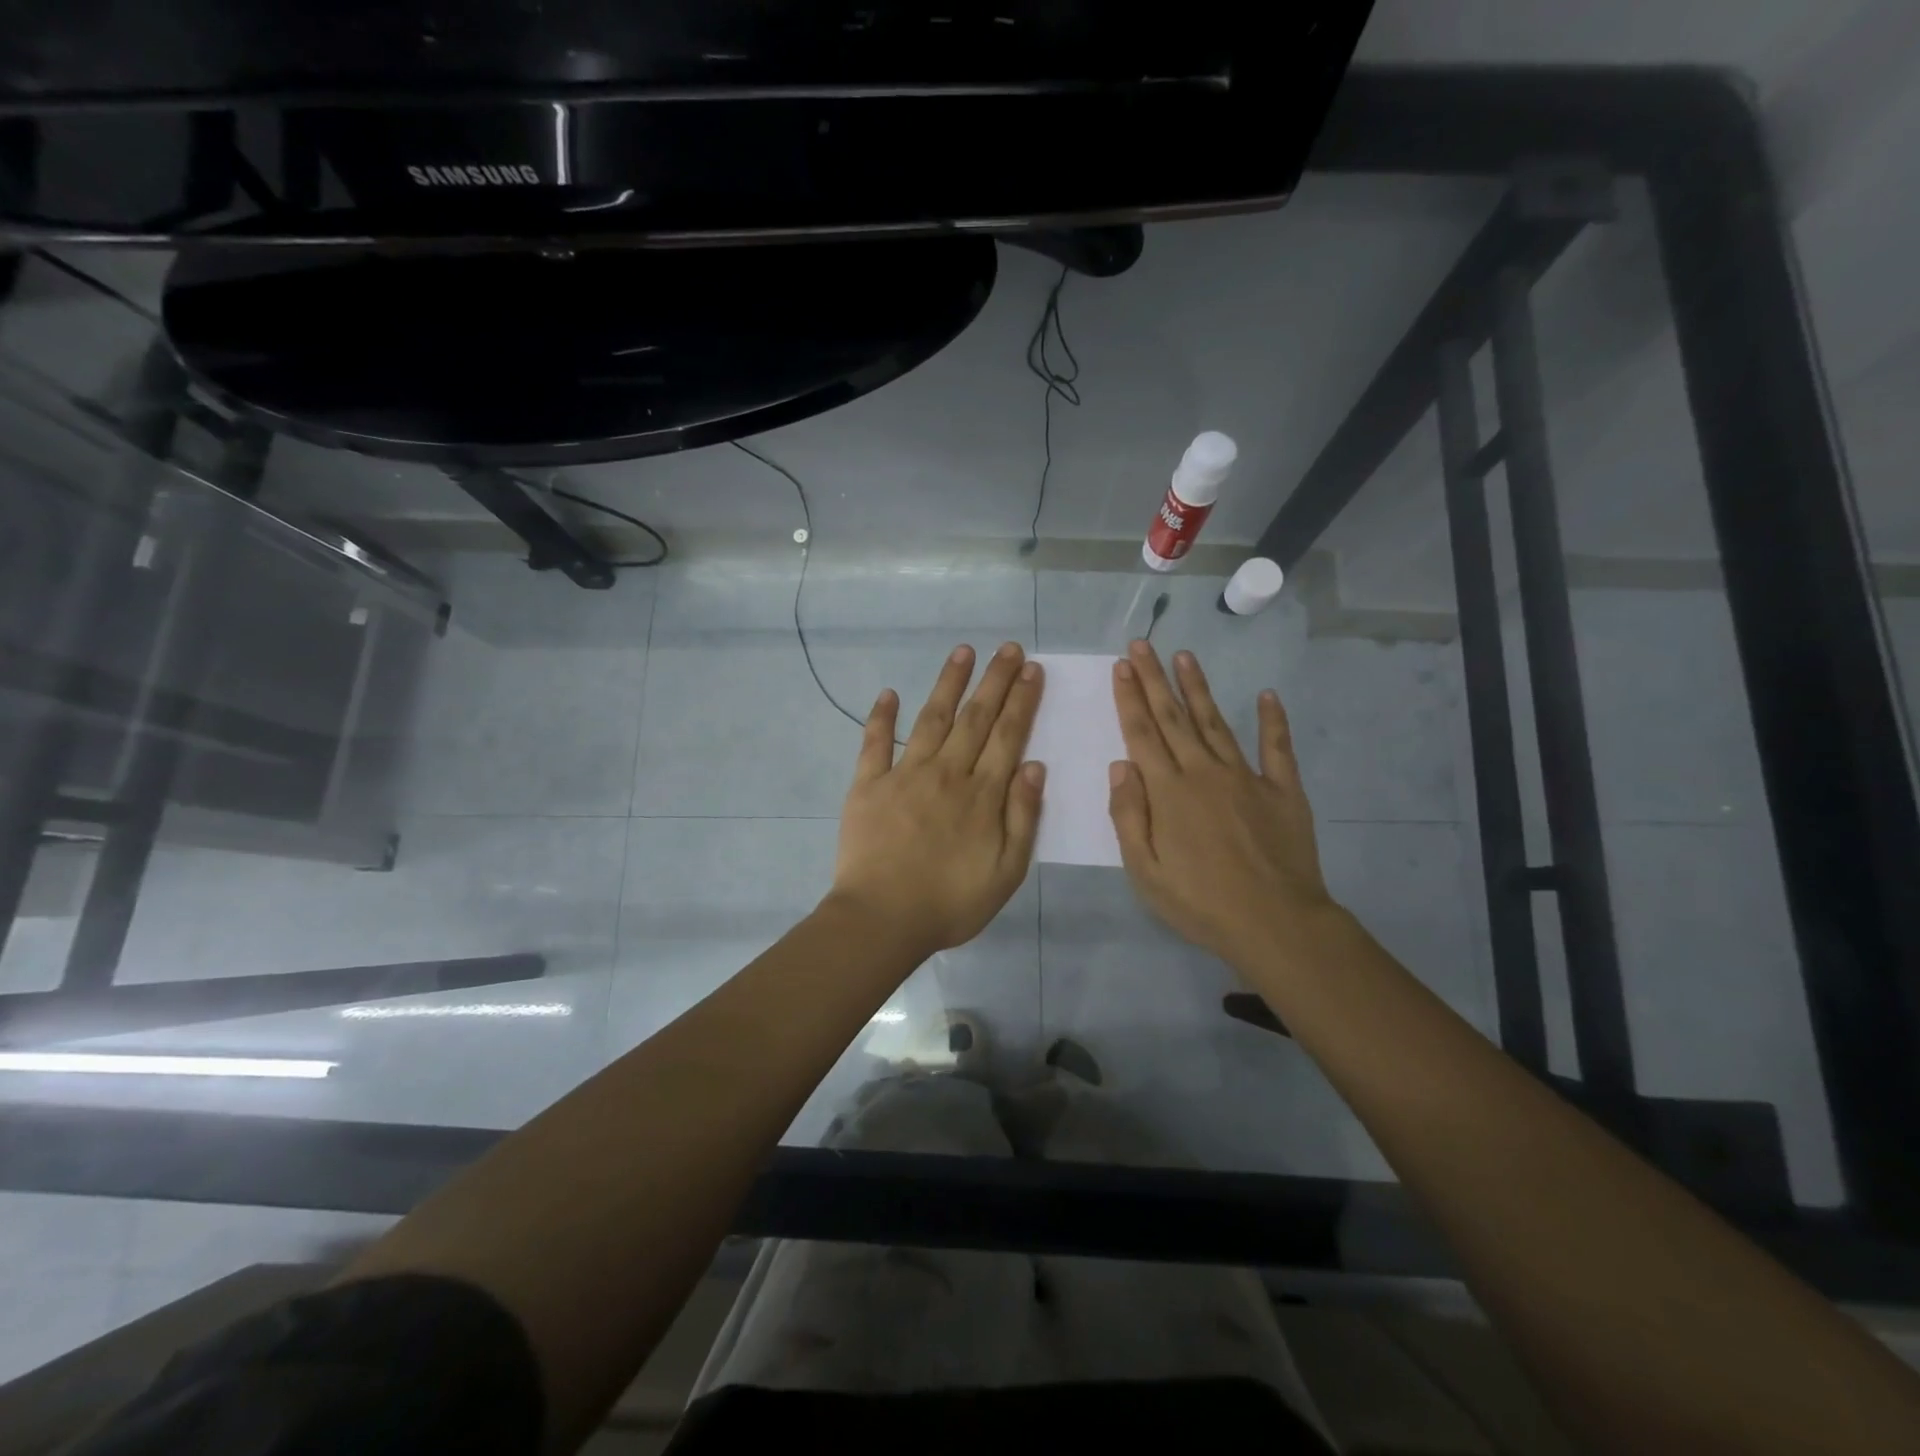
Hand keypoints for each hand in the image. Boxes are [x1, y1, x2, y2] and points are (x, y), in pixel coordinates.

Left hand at [829, 642, 1045, 957]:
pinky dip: (881, 717)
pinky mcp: (868, 785)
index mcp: (982, 794)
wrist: (883, 919)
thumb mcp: (1007, 871)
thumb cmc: (951, 903)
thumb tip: (1035, 765)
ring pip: (932, 719)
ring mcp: (904, 775)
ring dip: (948, 683)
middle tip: (1009, 648)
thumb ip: (1022, 816)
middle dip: (995, 680)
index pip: (1007, 735)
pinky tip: (888, 692)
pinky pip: (874, 744)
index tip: (1031, 670)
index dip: (1021, 700)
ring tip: (963, 652)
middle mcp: (947, 773)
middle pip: (975, 718)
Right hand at [1107, 640, 1340, 970]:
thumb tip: (1120, 765)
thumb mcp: (1144, 870)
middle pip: (1174, 718)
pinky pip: (1277, 748)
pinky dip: (1272, 720)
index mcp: (1168, 792)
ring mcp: (1247, 777)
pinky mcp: (1283, 790)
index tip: (1122, 665)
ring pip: (1216, 723)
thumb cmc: (1199, 903)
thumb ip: (1128, 815)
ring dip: (1198, 688)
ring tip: (1185, 656)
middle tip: (1143, 644)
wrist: (1275, 924)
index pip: (1142, 734)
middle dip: (1155, 680)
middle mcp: (1204, 772)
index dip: (1129, 698)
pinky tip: (1267, 695)